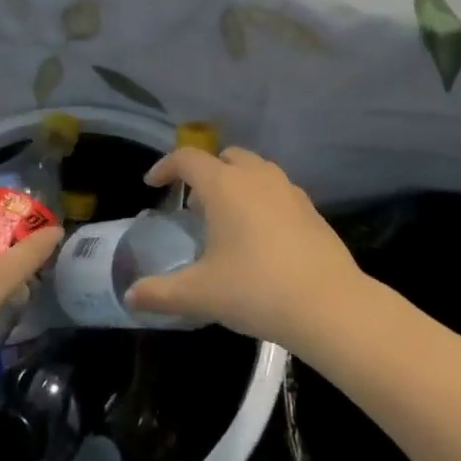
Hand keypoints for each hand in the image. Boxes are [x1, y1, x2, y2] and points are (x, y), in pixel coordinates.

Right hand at [123, 147, 365, 349]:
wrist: (328, 303)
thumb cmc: (255, 288)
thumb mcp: (200, 294)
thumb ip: (161, 293)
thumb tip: (131, 296)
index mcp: (224, 185)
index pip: (187, 159)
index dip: (165, 167)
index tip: (152, 184)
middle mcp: (256, 176)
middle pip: (225, 157)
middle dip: (205, 173)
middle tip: (193, 205)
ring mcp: (288, 189)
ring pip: (254, 170)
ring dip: (235, 183)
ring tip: (225, 219)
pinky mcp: (310, 208)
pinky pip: (276, 190)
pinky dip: (260, 199)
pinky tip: (260, 236)